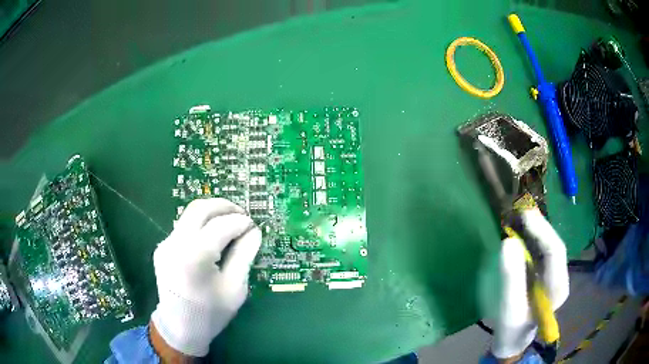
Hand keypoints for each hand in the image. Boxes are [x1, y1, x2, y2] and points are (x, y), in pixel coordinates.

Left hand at [150, 198, 261, 356]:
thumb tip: (254, 231)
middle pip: (200, 208)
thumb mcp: (235, 288)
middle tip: (243, 214)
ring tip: (230, 222)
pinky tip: (212, 237)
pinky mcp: (162, 247)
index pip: (222, 225)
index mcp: (194, 256)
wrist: (179, 328)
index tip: (254, 227)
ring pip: (190, 214)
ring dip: (212, 213)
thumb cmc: (211, 313)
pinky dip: (201, 224)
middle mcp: (175, 243)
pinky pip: (184, 226)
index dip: (241, 222)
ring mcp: (166, 243)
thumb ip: (244, 255)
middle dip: (224, 206)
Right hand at [492, 208, 568, 359]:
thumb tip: (508, 242)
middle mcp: (559, 276)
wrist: (512, 340)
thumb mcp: (509, 307)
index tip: (525, 215)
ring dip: (533, 229)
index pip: (556, 251)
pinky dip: (528, 238)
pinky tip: (518, 231)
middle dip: (538, 226)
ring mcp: (551, 274)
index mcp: (558, 287)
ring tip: (517, 216)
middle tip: (518, 210)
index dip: (542, 231)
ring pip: (546, 244)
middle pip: (553, 244)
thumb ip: (511, 278)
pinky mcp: (542, 273)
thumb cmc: (511, 328)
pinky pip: (538, 250)